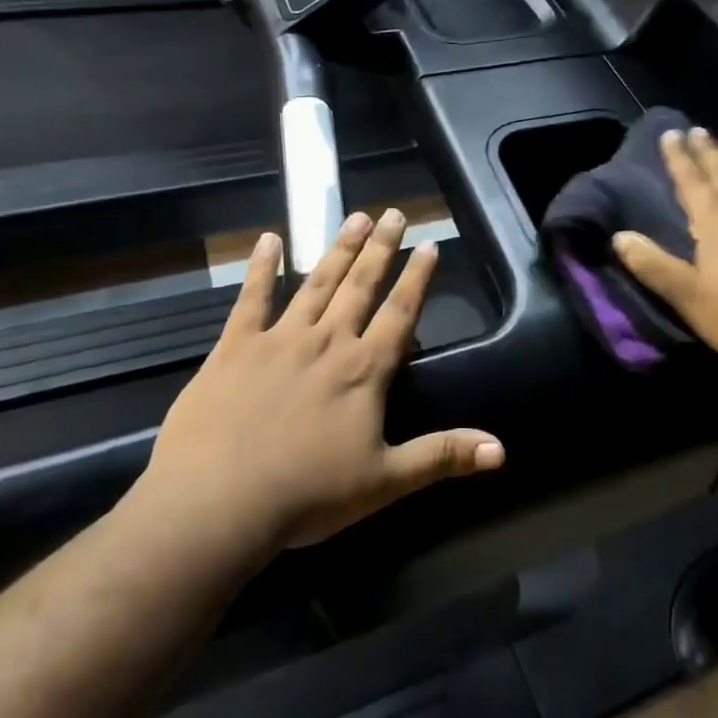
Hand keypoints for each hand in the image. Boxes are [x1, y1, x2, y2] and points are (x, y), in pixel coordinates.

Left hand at [127, 209, 504, 560]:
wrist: (216, 504)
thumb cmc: (307, 495)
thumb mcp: (385, 481)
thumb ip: (442, 456)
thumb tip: (501, 451)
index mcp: (364, 371)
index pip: (400, 313)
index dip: (417, 278)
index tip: (429, 244)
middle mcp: (327, 342)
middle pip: (361, 286)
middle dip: (380, 248)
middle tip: (393, 213)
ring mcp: (278, 340)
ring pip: (316, 283)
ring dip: (338, 249)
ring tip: (354, 217)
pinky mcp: (234, 348)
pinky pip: (251, 299)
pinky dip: (261, 268)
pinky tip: (268, 240)